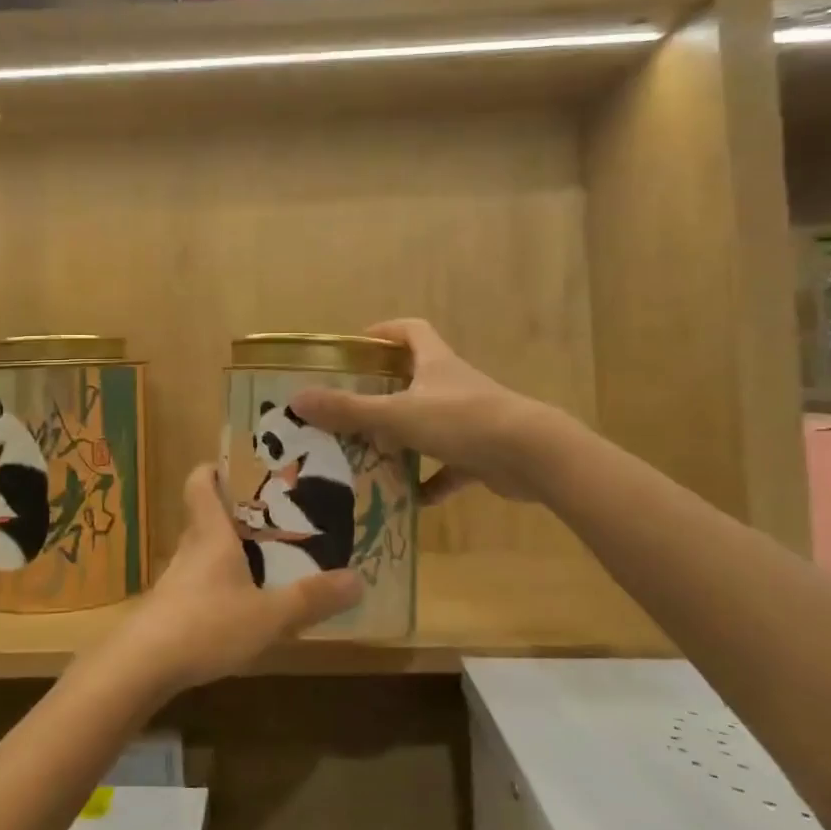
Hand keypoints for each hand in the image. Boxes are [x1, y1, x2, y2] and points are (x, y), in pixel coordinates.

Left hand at [114, 465, 363, 694]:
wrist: (141, 667)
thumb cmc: (206, 624)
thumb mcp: (269, 615)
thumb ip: (311, 598)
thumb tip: (358, 579)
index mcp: (210, 534)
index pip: (200, 483)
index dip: (214, 469)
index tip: (238, 466)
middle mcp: (189, 548)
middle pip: (203, 515)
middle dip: (232, 512)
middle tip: (270, 515)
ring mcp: (174, 580)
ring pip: (200, 551)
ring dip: (225, 550)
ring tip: (261, 559)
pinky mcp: (167, 610)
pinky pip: (195, 583)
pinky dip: (215, 583)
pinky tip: (236, 605)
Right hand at [291, 318, 541, 505]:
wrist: (533, 456)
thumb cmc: (462, 421)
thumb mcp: (398, 415)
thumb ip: (349, 410)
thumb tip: (297, 399)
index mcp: (435, 363)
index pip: (410, 331)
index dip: (385, 332)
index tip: (357, 347)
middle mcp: (452, 385)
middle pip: (416, 378)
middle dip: (385, 391)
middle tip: (350, 409)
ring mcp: (471, 419)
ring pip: (430, 423)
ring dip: (405, 439)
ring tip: (371, 455)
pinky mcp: (483, 453)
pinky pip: (450, 467)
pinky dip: (432, 480)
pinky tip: (412, 498)